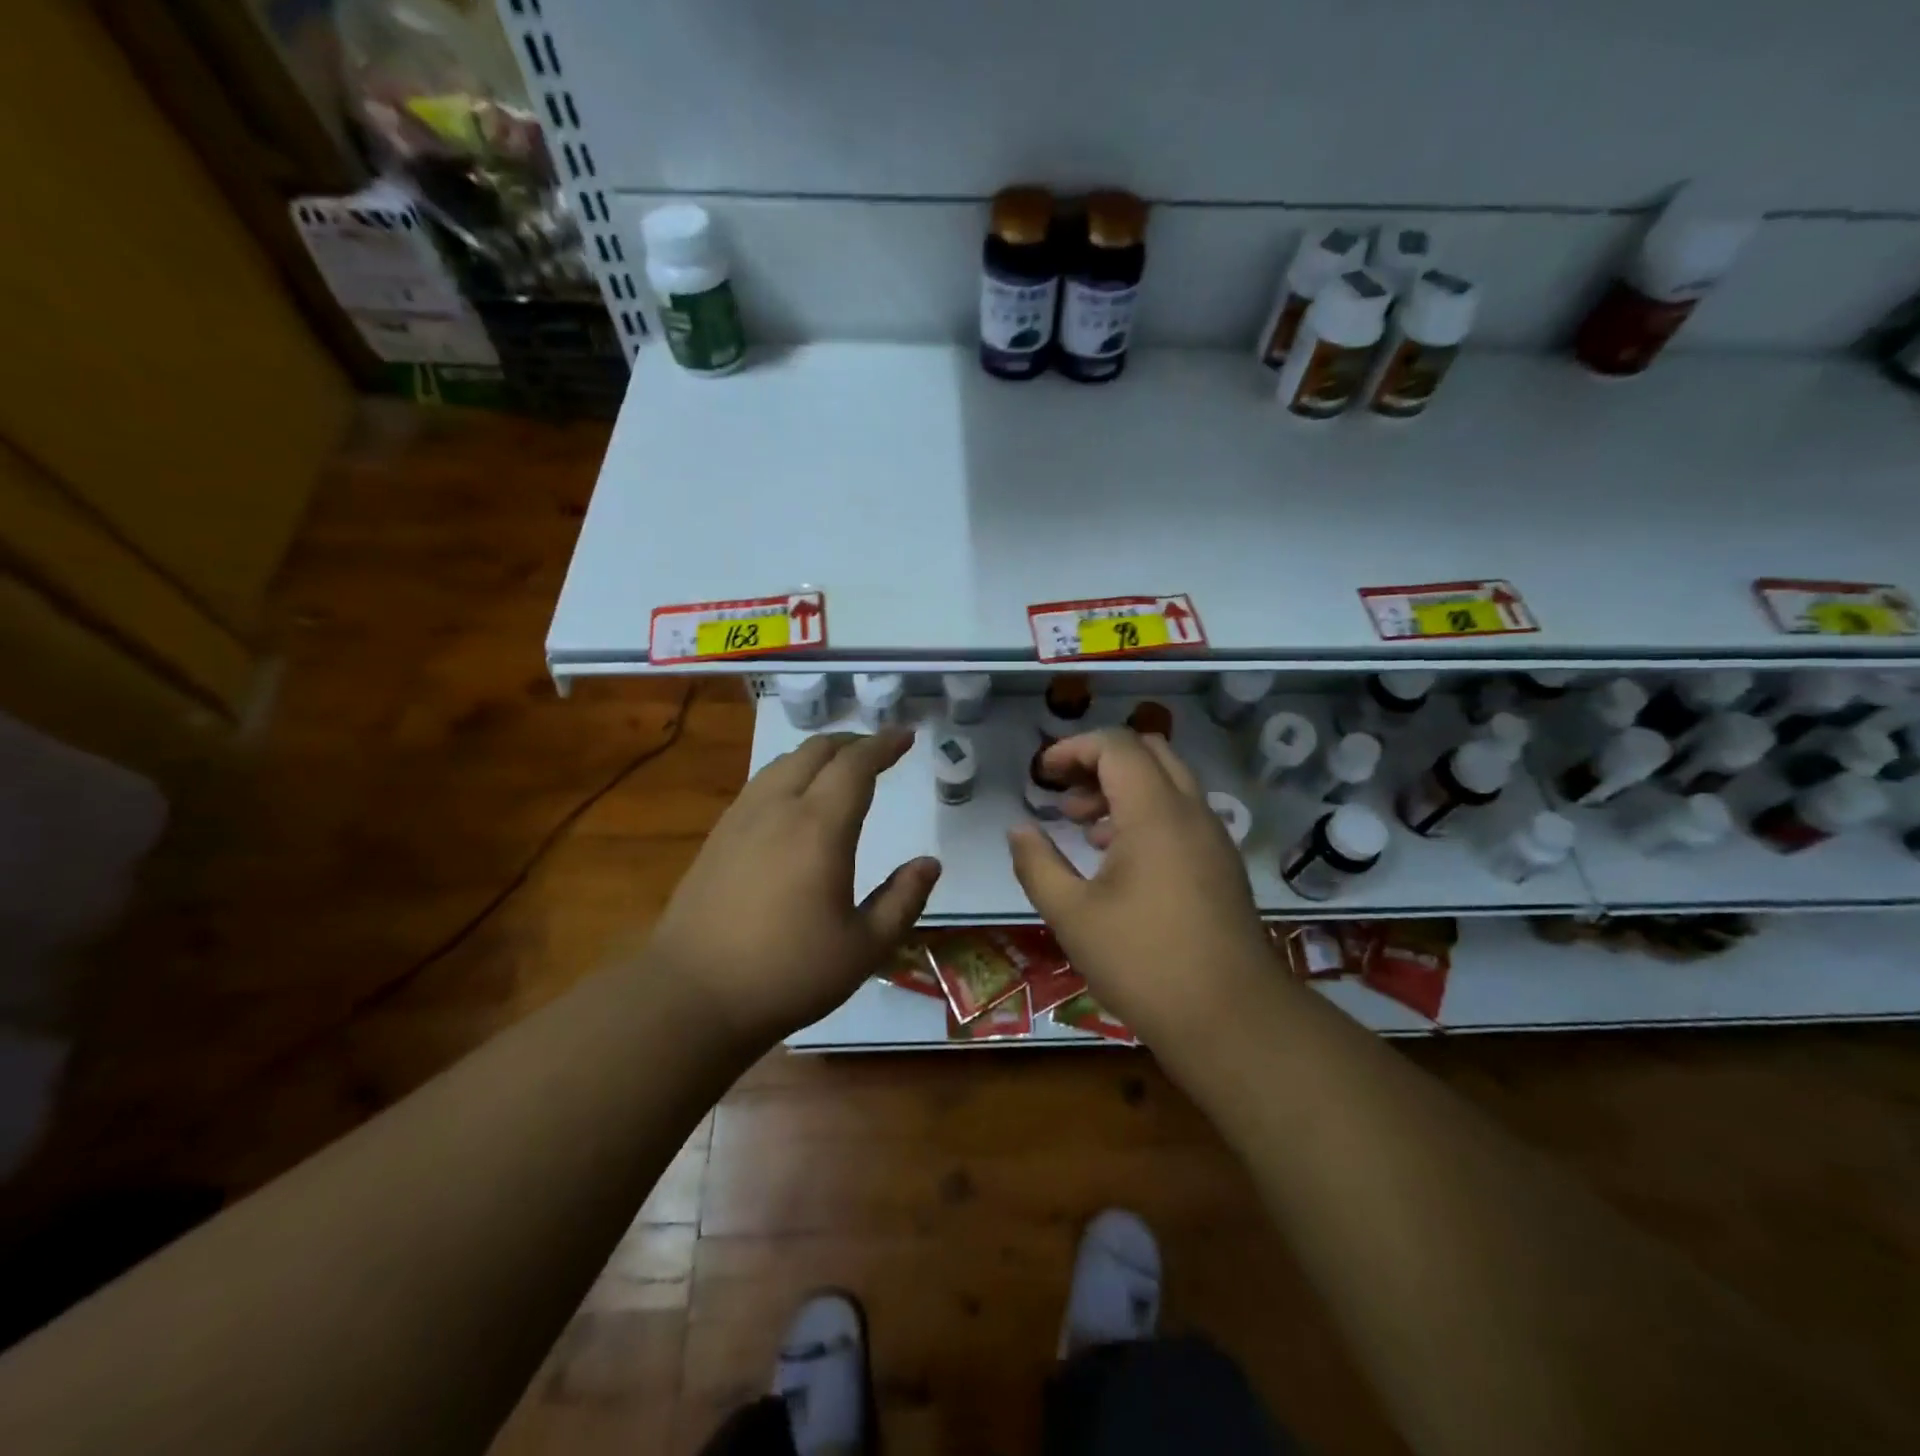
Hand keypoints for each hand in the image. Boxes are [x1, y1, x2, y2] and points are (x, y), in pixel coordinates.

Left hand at [648, 729, 939, 1044]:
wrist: (692, 995)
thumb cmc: (788, 974)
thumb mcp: (864, 948)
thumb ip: (903, 900)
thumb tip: (929, 863)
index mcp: (820, 828)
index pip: (856, 764)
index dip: (884, 744)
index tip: (906, 737)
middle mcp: (779, 808)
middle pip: (817, 751)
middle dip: (853, 742)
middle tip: (878, 751)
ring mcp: (741, 818)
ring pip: (784, 762)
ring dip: (819, 754)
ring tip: (840, 768)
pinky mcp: (718, 836)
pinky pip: (761, 783)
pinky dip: (790, 773)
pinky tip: (794, 799)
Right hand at [1007, 729, 1271, 1046]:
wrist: (1232, 1019)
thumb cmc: (1143, 962)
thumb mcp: (1072, 915)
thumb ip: (1037, 863)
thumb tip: (1018, 829)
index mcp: (1155, 812)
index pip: (1116, 746)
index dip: (1073, 748)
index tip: (1042, 775)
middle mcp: (1191, 812)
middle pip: (1148, 752)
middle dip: (1100, 762)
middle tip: (1065, 796)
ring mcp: (1213, 838)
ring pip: (1168, 783)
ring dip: (1123, 789)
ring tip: (1083, 829)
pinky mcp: (1222, 865)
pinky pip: (1182, 814)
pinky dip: (1147, 814)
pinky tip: (1119, 860)